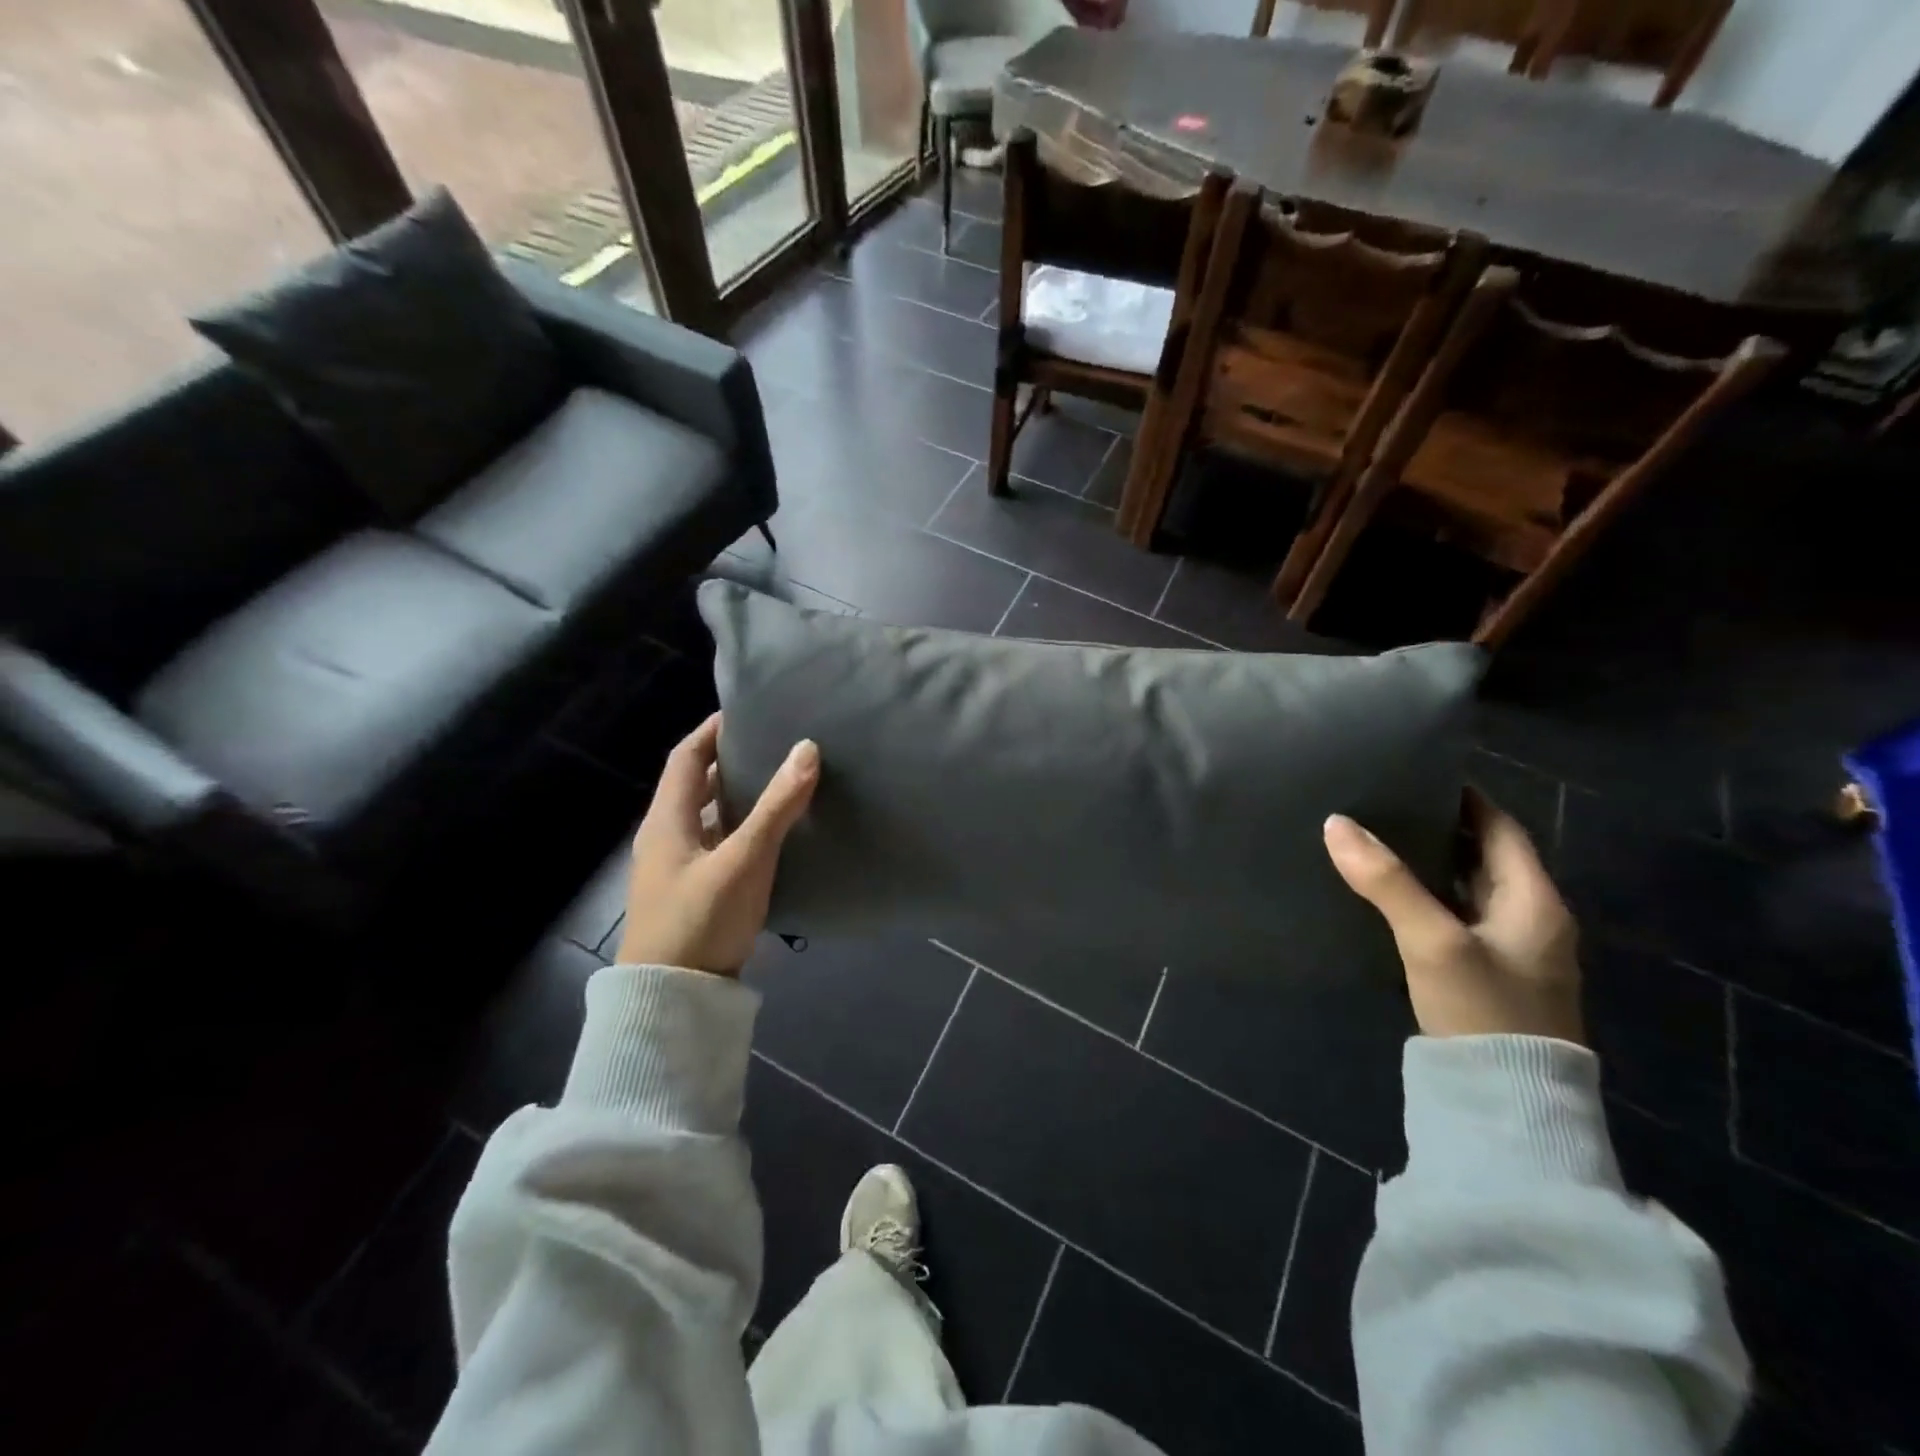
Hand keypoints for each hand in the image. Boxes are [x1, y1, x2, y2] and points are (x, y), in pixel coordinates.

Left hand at [615, 712, 818, 976]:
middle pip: (696, 785)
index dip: (712, 730)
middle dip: (730, 760)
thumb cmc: (701, 920)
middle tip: (773, 743)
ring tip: (779, 781)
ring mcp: (676, 868)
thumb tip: (807, 748)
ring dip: (736, 796)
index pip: (686, 757)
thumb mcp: (744, 861)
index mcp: (667, 820)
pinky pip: (716, 845)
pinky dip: (740, 829)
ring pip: (707, 817)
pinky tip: (770, 835)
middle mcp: (666, 837)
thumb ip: (777, 807)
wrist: (671, 1000)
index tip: (747, 711)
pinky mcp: (691, 893)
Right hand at [1323, 790, 1582, 1043]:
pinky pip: (1453, 917)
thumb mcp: (1432, 940)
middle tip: (1384, 801)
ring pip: (1465, 888)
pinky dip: (1425, 896)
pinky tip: (1386, 893)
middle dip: (1438, 827)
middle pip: (1483, 856)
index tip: (1417, 772)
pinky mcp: (1484, 975)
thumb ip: (1386, 881)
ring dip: (1429, 863)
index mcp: (1535, 900)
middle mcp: (1529, 919)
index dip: (1464, 797)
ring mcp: (1508, 950)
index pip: (1501, 828)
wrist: (1506, 1104)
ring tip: (1375, 837)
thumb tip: (1336, 823)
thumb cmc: (1483, 1010)